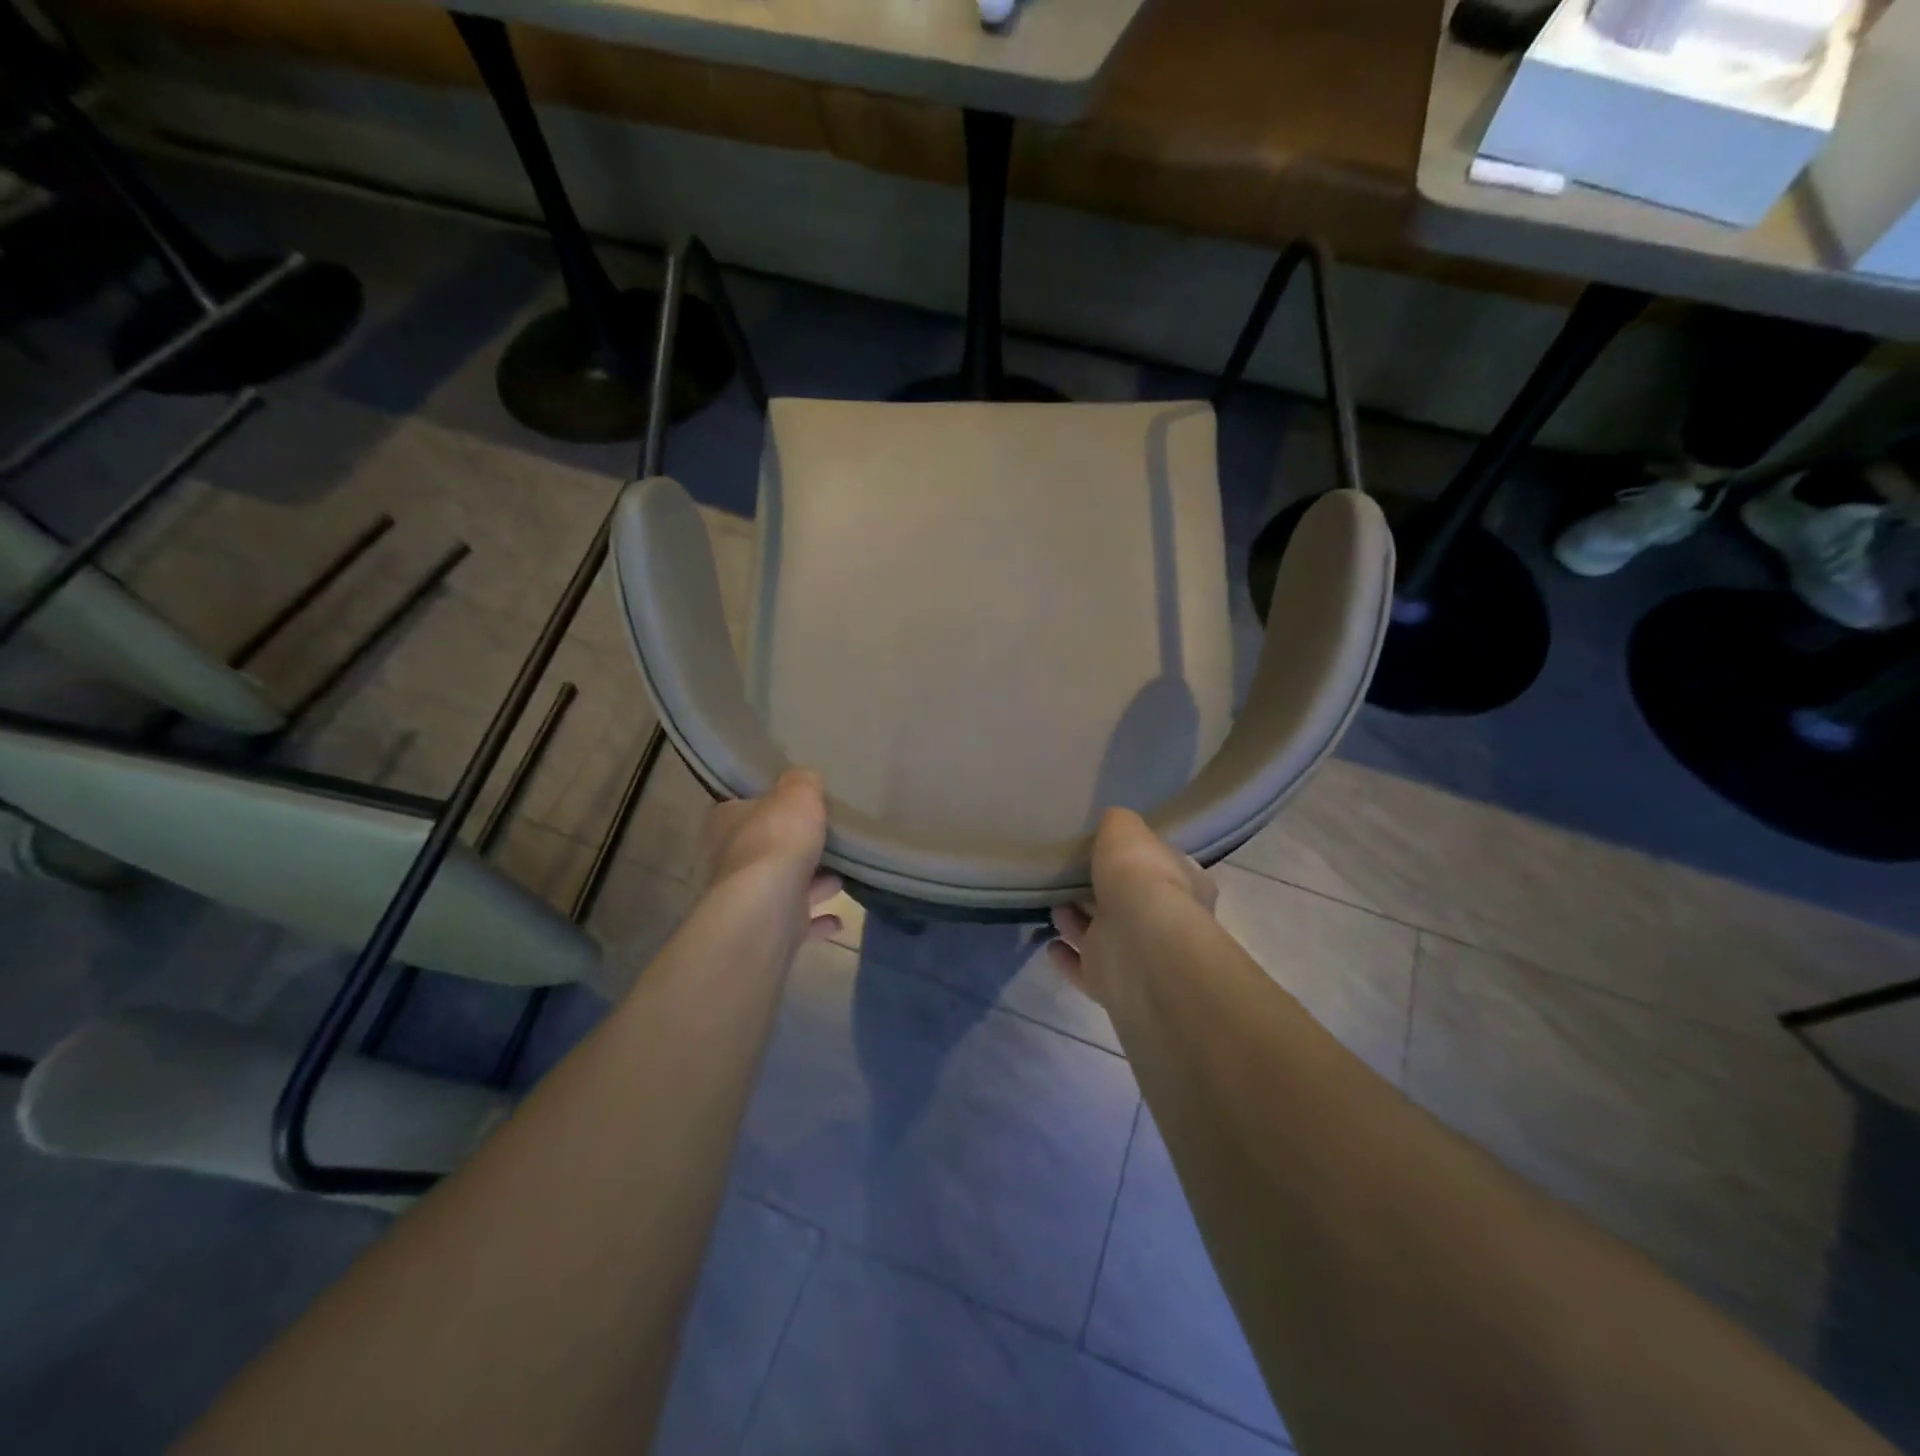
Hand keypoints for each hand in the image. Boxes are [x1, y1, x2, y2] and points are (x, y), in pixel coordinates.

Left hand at [701, 768, 842, 941]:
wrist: (767, 908)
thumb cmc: (777, 840)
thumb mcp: (798, 793)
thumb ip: (803, 782)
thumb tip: (805, 779)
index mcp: (727, 822)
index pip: (742, 807)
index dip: (769, 806)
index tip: (796, 807)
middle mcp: (730, 860)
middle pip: (764, 848)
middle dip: (793, 847)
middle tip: (826, 841)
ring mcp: (748, 899)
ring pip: (782, 886)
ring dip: (810, 884)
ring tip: (841, 877)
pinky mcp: (767, 929)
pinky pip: (797, 921)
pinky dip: (817, 920)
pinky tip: (838, 919)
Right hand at [1047, 808, 1216, 1005]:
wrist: (1140, 950)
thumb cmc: (1141, 881)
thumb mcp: (1126, 832)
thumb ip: (1118, 825)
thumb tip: (1112, 823)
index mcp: (1184, 884)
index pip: (1165, 866)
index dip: (1142, 858)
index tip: (1114, 849)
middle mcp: (1166, 922)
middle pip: (1132, 903)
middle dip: (1107, 892)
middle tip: (1074, 875)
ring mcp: (1138, 957)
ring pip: (1104, 935)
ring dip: (1080, 922)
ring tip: (1053, 902)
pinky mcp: (1109, 985)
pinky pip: (1083, 968)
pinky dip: (1067, 957)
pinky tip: (1050, 944)